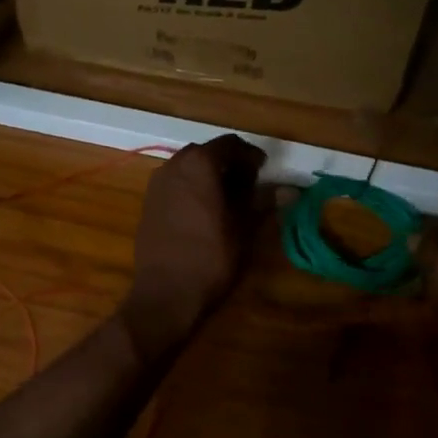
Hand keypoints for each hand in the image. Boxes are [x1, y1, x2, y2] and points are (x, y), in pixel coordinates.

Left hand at [121, 135, 265, 358]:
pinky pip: (175, 184)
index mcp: (200, 164)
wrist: (165, 293)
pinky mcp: (148, 203)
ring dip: (209, 176)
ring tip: (227, 200)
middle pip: (207, 152)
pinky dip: (192, 189)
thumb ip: (263, 202)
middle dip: (229, 164)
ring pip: (188, 167)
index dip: (251, 155)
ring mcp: (156, 184)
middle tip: (249, 185)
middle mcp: (174, 165)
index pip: (231, 144)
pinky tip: (203, 212)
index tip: (264, 172)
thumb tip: (289, 190)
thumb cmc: (211, 257)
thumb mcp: (244, 228)